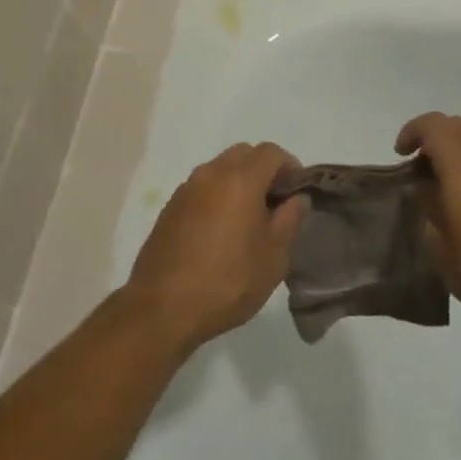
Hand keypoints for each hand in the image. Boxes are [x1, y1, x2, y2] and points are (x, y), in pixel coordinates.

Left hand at [123, 142, 306, 352]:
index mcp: (240, 180)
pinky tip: (220, 230)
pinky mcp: (170, 207)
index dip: (290, 166)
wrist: (163, 307)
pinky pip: (201, 188)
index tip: (297, 191)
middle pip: (243, 153)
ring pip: (219, 168)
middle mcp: (211, 174)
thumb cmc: (228, 282)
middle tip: (274, 202)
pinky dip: (216, 195)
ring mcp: (186, 188)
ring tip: (247, 218)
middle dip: (263, 169)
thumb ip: (290, 220)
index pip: (271, 152)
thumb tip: (297, 198)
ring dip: (238, 181)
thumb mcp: (273, 257)